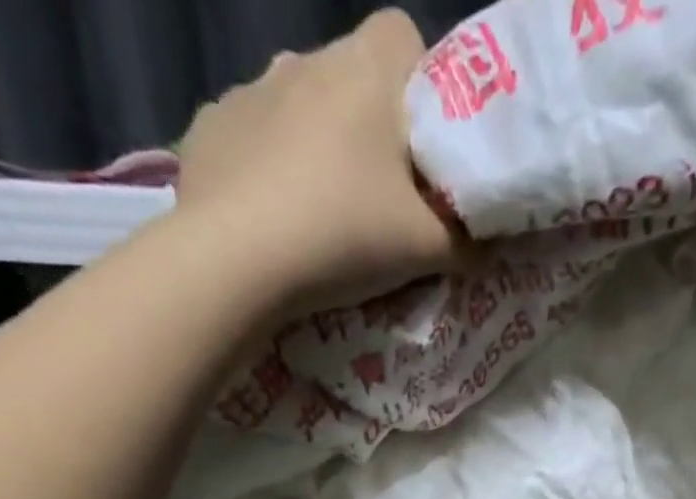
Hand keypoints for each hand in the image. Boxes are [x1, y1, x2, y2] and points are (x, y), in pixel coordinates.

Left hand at [171, 10, 462, 312]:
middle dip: (370, 133)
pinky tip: (272, 221)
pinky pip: (253, 142)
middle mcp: (305, 58)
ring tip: (320, 218)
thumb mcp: (425, 249)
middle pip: (352, 83)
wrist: (235, 259)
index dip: (423, 95)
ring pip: (300, 112)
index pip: (408, 41)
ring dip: (316, 151)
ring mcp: (249, 89)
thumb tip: (486, 243)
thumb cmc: (343, 234)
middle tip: (379, 202)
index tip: (425, 157)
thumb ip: (465, 241)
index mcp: (366, 67)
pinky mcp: (209, 128)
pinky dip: (267, 173)